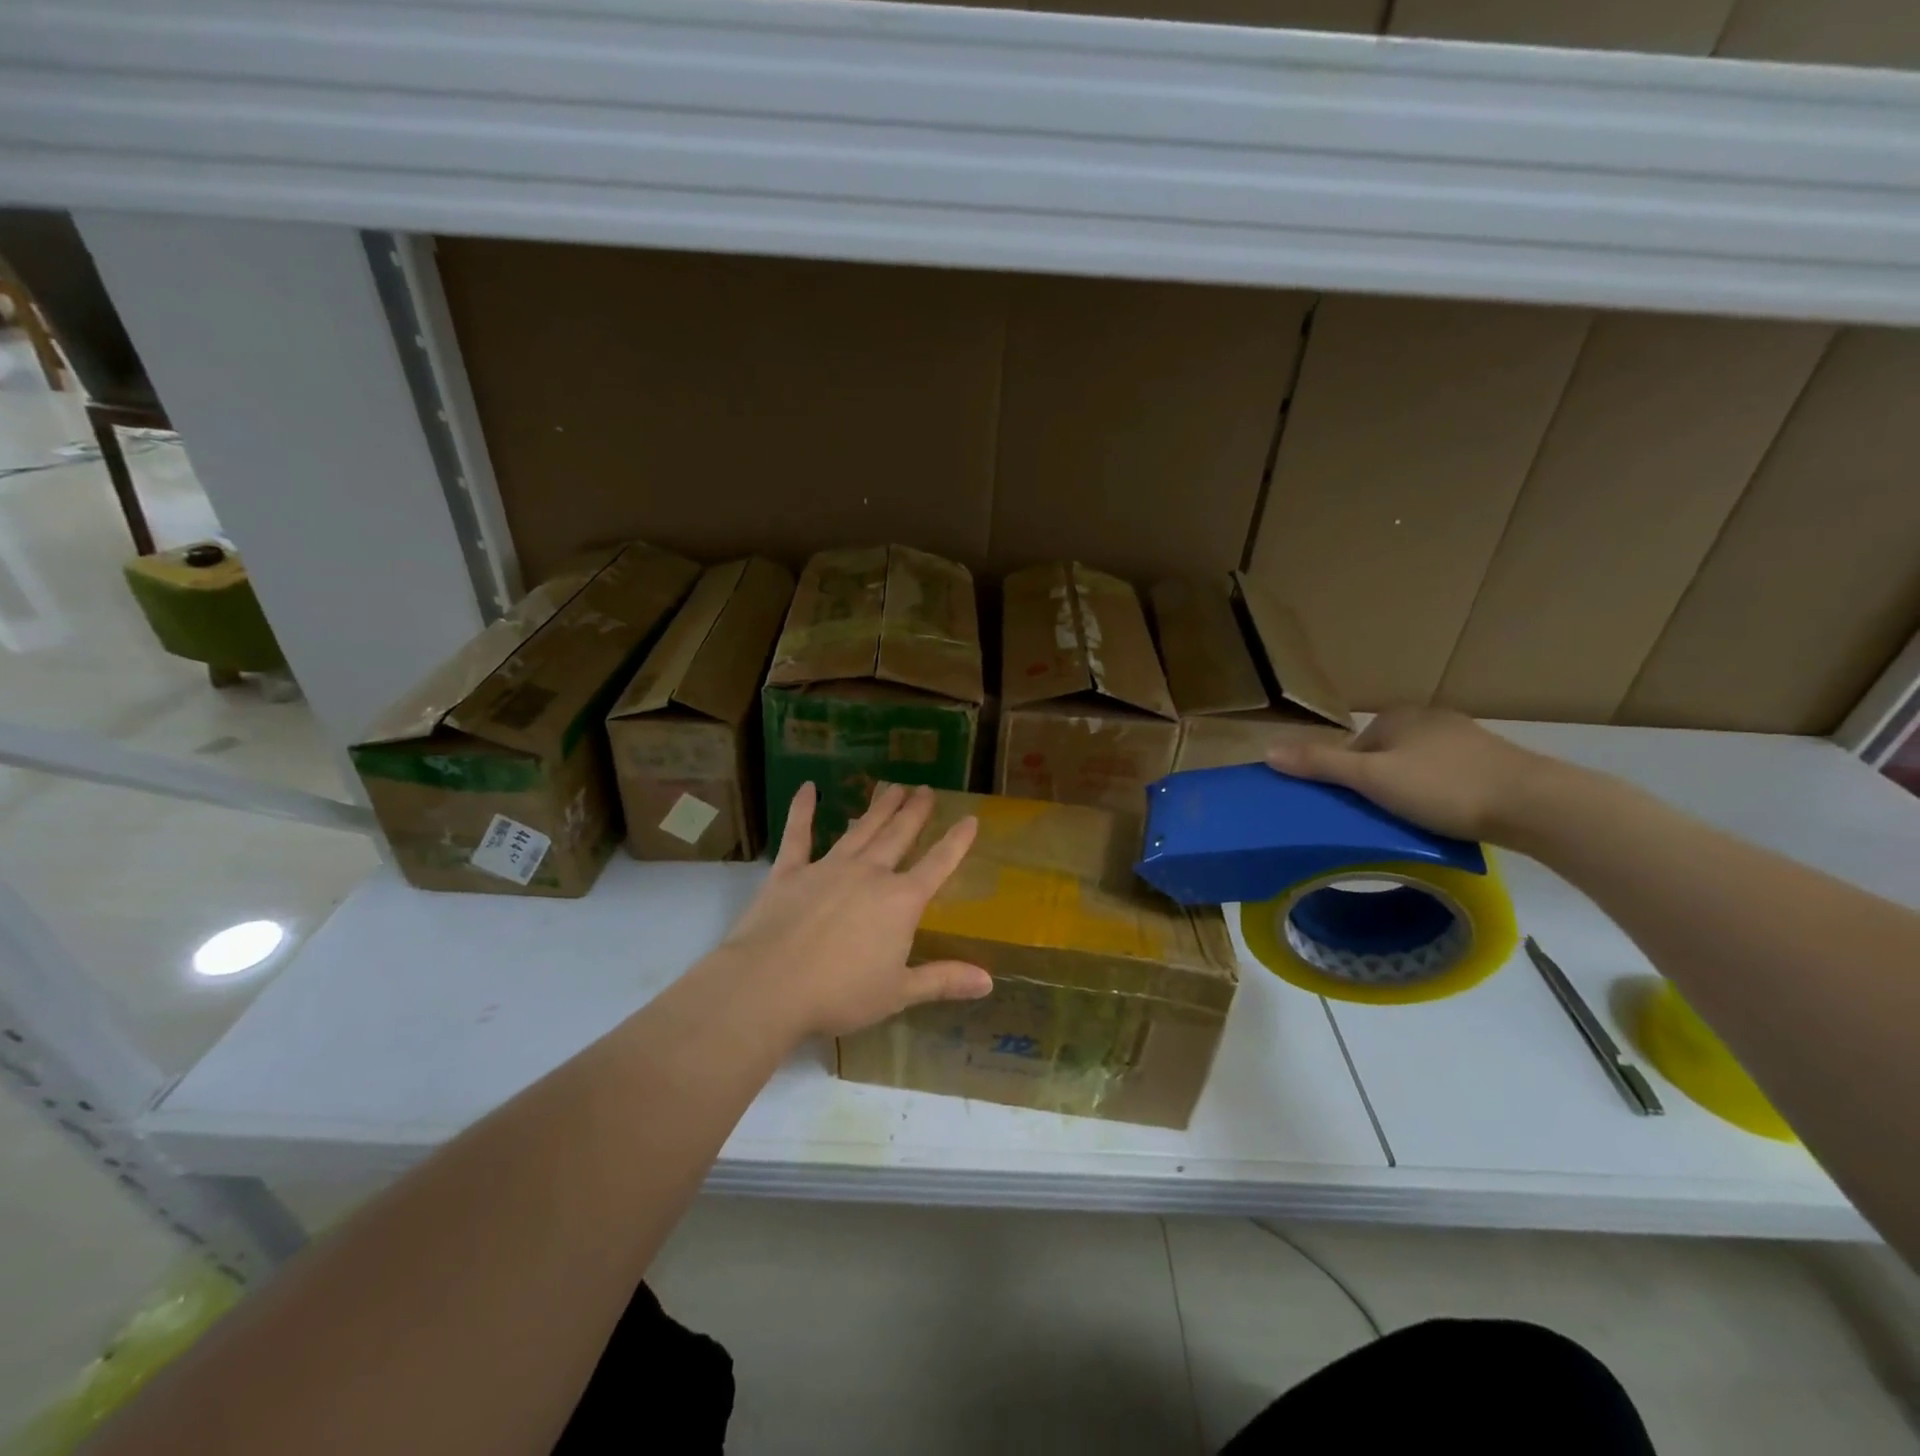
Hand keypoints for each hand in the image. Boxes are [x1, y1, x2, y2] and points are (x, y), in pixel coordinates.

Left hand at [718, 782, 991, 1039]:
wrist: (770, 986)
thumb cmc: (840, 994)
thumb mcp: (899, 993)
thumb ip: (943, 980)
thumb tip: (989, 981)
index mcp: (901, 901)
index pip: (938, 865)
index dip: (957, 842)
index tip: (970, 818)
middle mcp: (870, 874)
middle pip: (899, 835)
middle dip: (914, 812)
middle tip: (925, 789)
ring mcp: (828, 867)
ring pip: (860, 829)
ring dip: (878, 807)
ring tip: (891, 786)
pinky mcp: (790, 871)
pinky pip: (798, 834)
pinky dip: (803, 810)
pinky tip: (807, 788)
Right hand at [1264, 707, 1551, 843]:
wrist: (1536, 804)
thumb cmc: (1444, 787)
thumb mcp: (1371, 778)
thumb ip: (1320, 765)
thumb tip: (1266, 751)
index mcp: (1397, 717)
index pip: (1353, 748)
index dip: (1347, 779)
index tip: (1354, 809)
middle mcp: (1429, 718)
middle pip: (1384, 756)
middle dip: (1378, 784)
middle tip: (1381, 819)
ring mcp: (1466, 738)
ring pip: (1417, 767)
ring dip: (1410, 790)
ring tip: (1414, 822)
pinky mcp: (1494, 761)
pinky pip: (1448, 777)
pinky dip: (1441, 794)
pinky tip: (1448, 816)